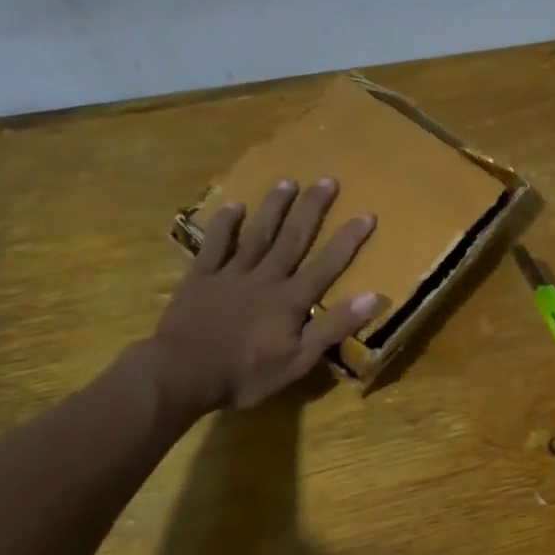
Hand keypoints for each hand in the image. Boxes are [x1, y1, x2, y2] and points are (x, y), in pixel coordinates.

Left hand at [153, 178, 381, 411]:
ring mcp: (231, 274)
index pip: (327, 264)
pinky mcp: (201, 277)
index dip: (348, 240)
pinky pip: (215, 244)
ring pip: (258, 234)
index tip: (366, 214)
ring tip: (287, 182)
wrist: (182, 374)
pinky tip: (234, 206)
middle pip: (293, 237)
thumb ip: (333, 327)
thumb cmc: (245, 374)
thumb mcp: (298, 361)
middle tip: (327, 180)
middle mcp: (265, 277)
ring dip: (274, 207)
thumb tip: (372, 296)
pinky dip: (225, 224)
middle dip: (312, 208)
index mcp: (290, 299)